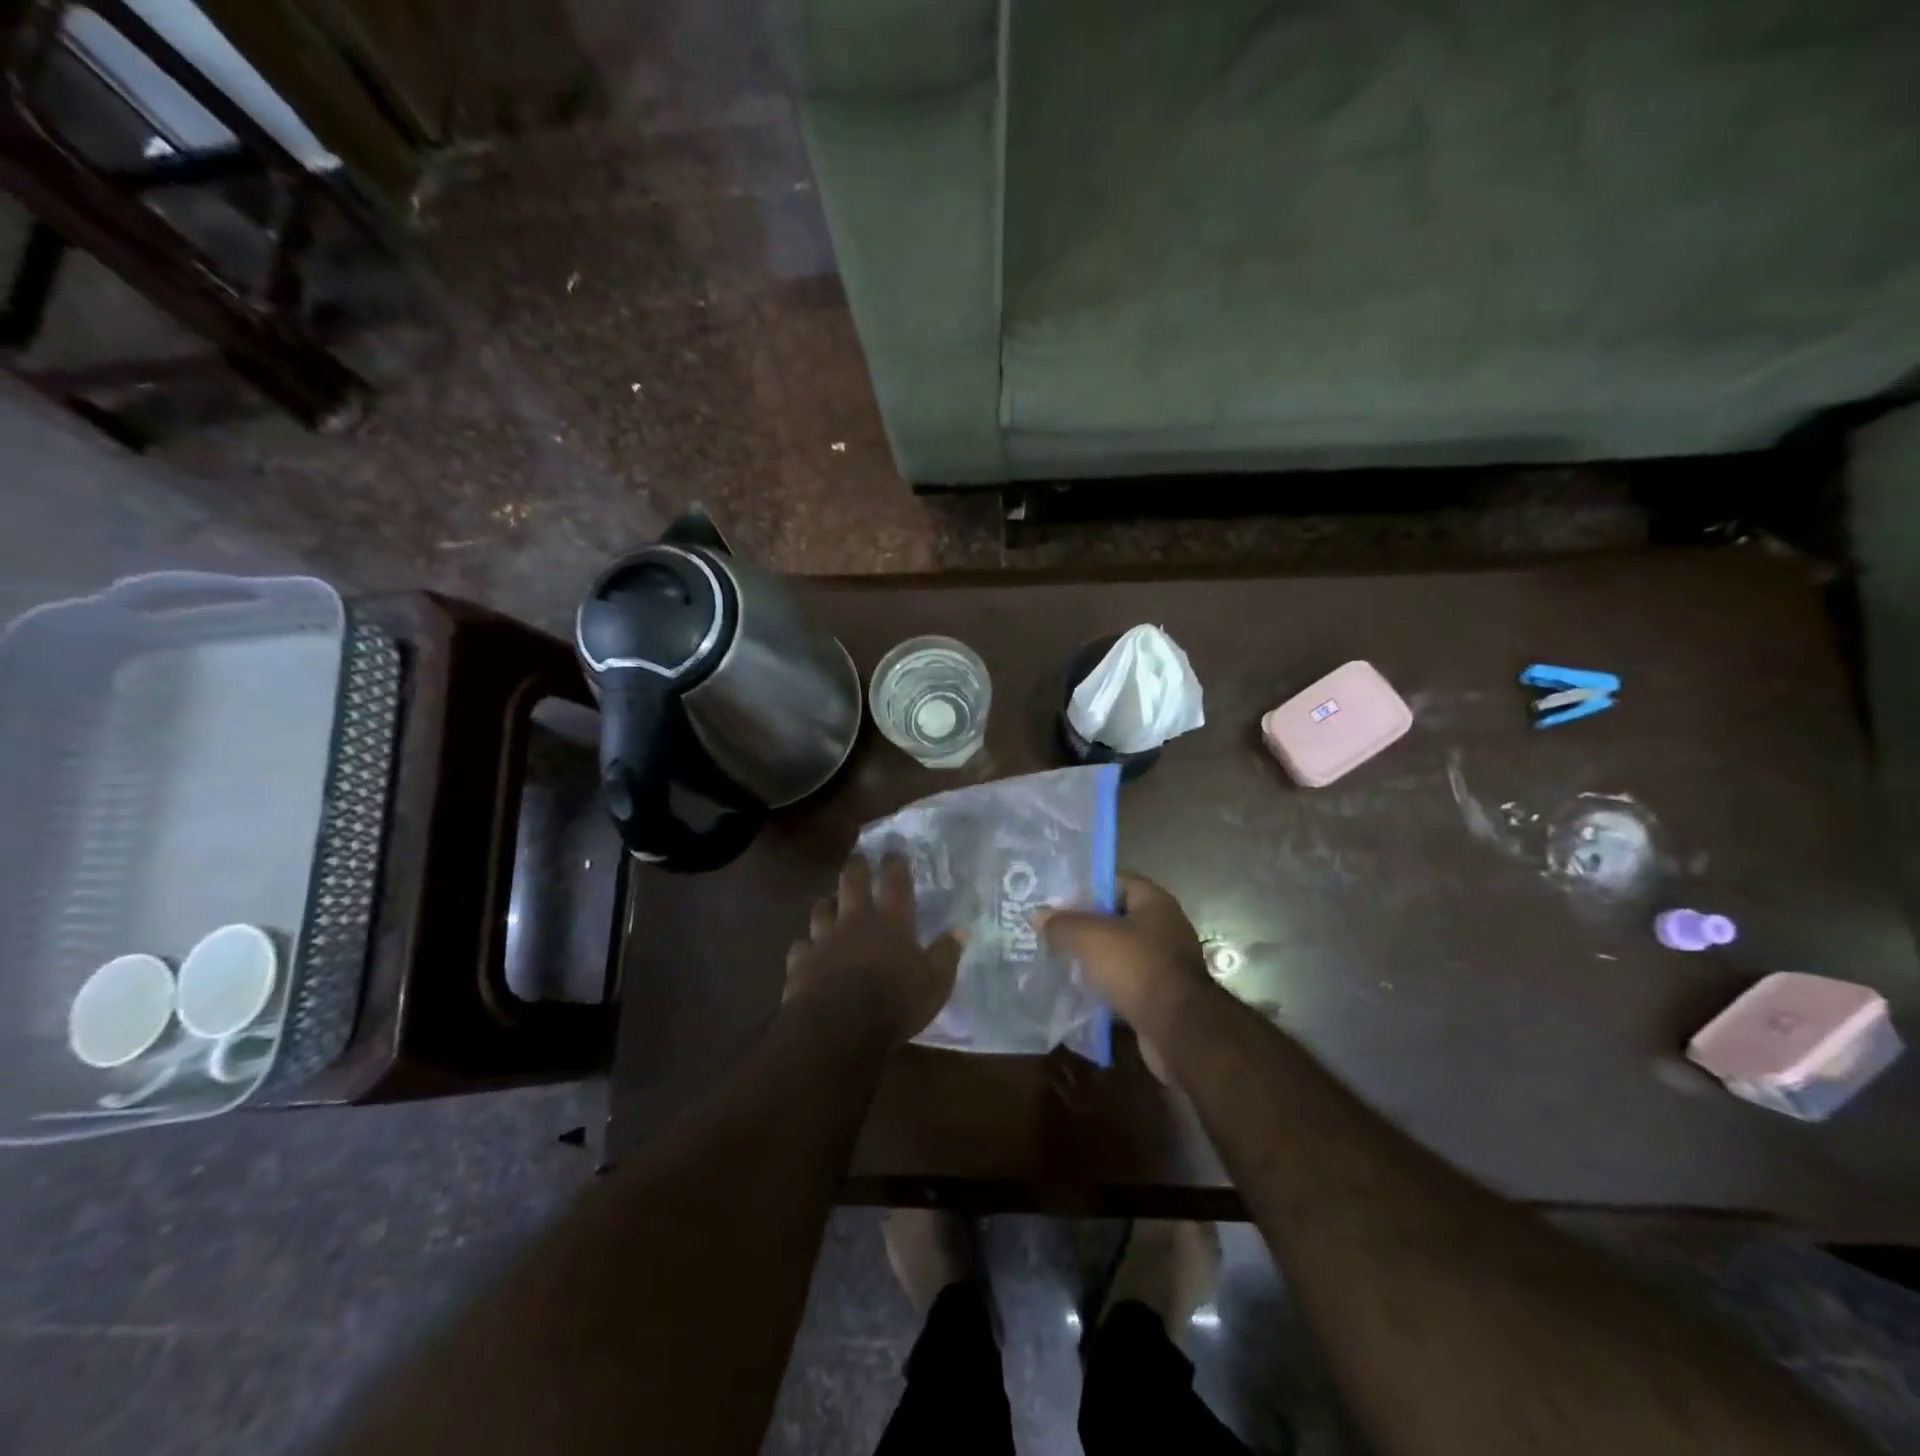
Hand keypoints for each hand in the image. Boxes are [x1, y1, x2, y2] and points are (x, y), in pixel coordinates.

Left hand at [784, 854, 961, 1044]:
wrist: (837, 1027)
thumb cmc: (893, 1003)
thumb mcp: (934, 984)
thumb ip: (945, 955)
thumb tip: (960, 931)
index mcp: (891, 922)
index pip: (895, 883)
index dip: (895, 865)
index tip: (893, 852)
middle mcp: (856, 921)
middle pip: (852, 883)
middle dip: (857, 868)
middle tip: (859, 859)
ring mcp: (824, 939)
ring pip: (822, 908)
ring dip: (827, 903)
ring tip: (830, 901)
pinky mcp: (801, 961)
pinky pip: (802, 945)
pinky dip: (807, 945)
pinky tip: (808, 950)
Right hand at [1035, 875, 1214, 1080]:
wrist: (1178, 1030)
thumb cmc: (1136, 967)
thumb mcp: (1090, 937)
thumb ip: (1061, 924)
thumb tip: (1037, 916)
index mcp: (1154, 903)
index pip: (1116, 882)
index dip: (1087, 888)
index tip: (1057, 900)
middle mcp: (1164, 928)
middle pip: (1116, 918)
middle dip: (1085, 925)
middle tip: (1051, 931)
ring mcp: (1164, 964)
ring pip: (1119, 953)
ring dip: (1093, 958)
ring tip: (1058, 960)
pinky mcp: (1159, 996)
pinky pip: (1124, 982)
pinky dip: (1103, 985)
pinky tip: (1078, 991)